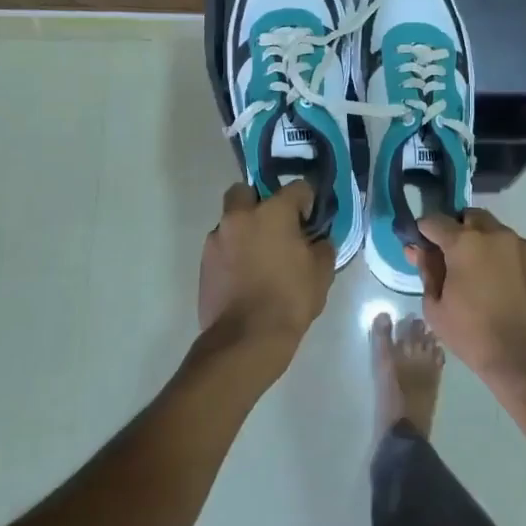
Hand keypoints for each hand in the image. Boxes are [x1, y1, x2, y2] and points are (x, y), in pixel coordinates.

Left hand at [198, 182, 333, 348]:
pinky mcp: (204, 262)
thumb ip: (322, 247)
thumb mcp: (321, 273)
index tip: (310, 218)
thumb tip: (318, 241)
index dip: (307, 200)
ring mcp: (217, 239)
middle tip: (275, 226)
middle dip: (259, 201)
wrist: (246, 338)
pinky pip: (221, 246)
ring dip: (244, 230)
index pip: (296, 187)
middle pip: (246, 191)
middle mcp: (240, 216)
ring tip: (259, 256)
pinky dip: (232, 253)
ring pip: (230, 221)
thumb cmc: (290, 300)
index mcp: (273, 212)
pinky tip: (245, 275)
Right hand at [409, 209, 525, 380]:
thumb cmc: (474, 335)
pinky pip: (511, 246)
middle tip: (450, 257)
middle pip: (468, 217)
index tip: (420, 246)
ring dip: (479, 240)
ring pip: (493, 229)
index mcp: (464, 243)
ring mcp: (519, 245)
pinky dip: (499, 254)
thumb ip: (427, 271)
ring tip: (475, 272)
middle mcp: (494, 234)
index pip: (435, 221)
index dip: (423, 231)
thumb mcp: (436, 307)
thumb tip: (418, 250)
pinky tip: (497, 281)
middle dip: (456, 229)